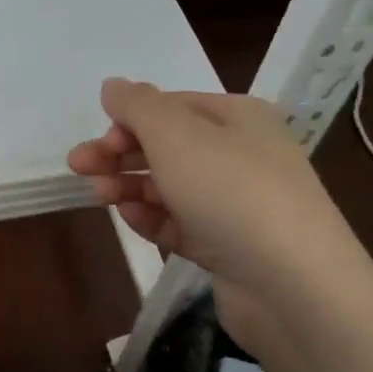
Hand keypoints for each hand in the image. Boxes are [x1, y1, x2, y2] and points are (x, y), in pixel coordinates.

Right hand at [67, 78, 372, 345]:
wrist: (294, 286)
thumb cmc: (231, 191)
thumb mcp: (175, 134)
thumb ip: (137, 105)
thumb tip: (113, 85)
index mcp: (238, 117)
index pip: (172, 106)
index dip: (129, 119)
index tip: (98, 141)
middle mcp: (241, 154)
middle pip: (167, 146)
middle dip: (120, 154)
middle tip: (78, 167)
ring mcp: (238, 204)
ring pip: (171, 186)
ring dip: (131, 186)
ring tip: (99, 197)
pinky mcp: (230, 247)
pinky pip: (182, 224)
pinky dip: (154, 219)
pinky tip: (131, 220)